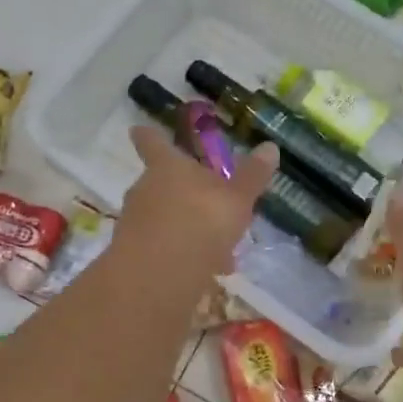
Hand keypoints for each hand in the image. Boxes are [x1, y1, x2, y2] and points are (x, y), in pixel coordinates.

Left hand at [112, 126, 278, 278]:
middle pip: (160, 183)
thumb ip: (252, 176)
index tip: (138, 128)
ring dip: (187, 229)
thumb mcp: (237, 199)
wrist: (161, 273)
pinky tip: (206, 273)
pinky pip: (161, 247)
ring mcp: (134, 221)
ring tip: (219, 251)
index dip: (148, 136)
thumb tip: (269, 147)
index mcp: (167, 166)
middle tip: (210, 207)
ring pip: (164, 218)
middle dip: (184, 195)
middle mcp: (145, 188)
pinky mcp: (133, 253)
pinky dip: (181, 255)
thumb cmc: (201, 221)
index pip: (153, 142)